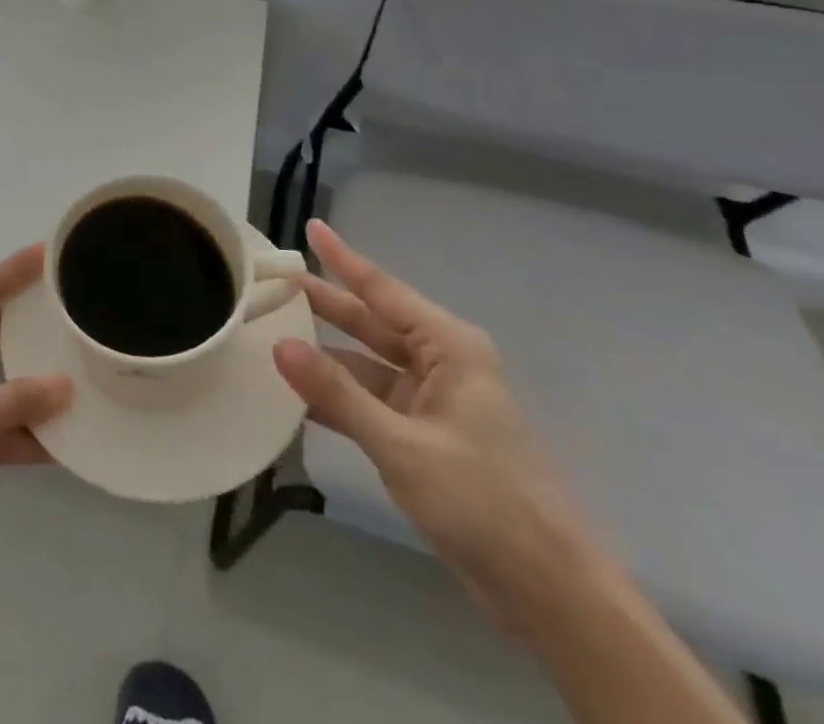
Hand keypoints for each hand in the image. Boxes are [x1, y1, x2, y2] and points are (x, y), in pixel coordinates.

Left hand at [0, 245, 71, 573]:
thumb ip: (12, 402)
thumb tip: (66, 384)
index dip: (15, 270)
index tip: (52, 251)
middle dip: (34, 318)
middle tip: (78, 301)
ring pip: (8, 379)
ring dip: (40, 379)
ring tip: (87, 362)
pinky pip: (9, 425)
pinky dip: (35, 431)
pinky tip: (72, 435)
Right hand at [273, 220, 609, 633]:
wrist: (552, 596)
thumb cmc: (484, 502)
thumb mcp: (402, 446)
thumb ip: (337, 394)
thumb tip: (279, 345)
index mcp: (449, 348)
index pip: (383, 290)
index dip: (343, 259)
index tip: (311, 227)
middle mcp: (442, 364)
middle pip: (372, 323)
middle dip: (325, 304)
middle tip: (273, 283)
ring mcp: (435, 403)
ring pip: (368, 365)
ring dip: (326, 357)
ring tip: (272, 337)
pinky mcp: (428, 438)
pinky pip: (373, 402)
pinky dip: (339, 398)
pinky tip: (298, 397)